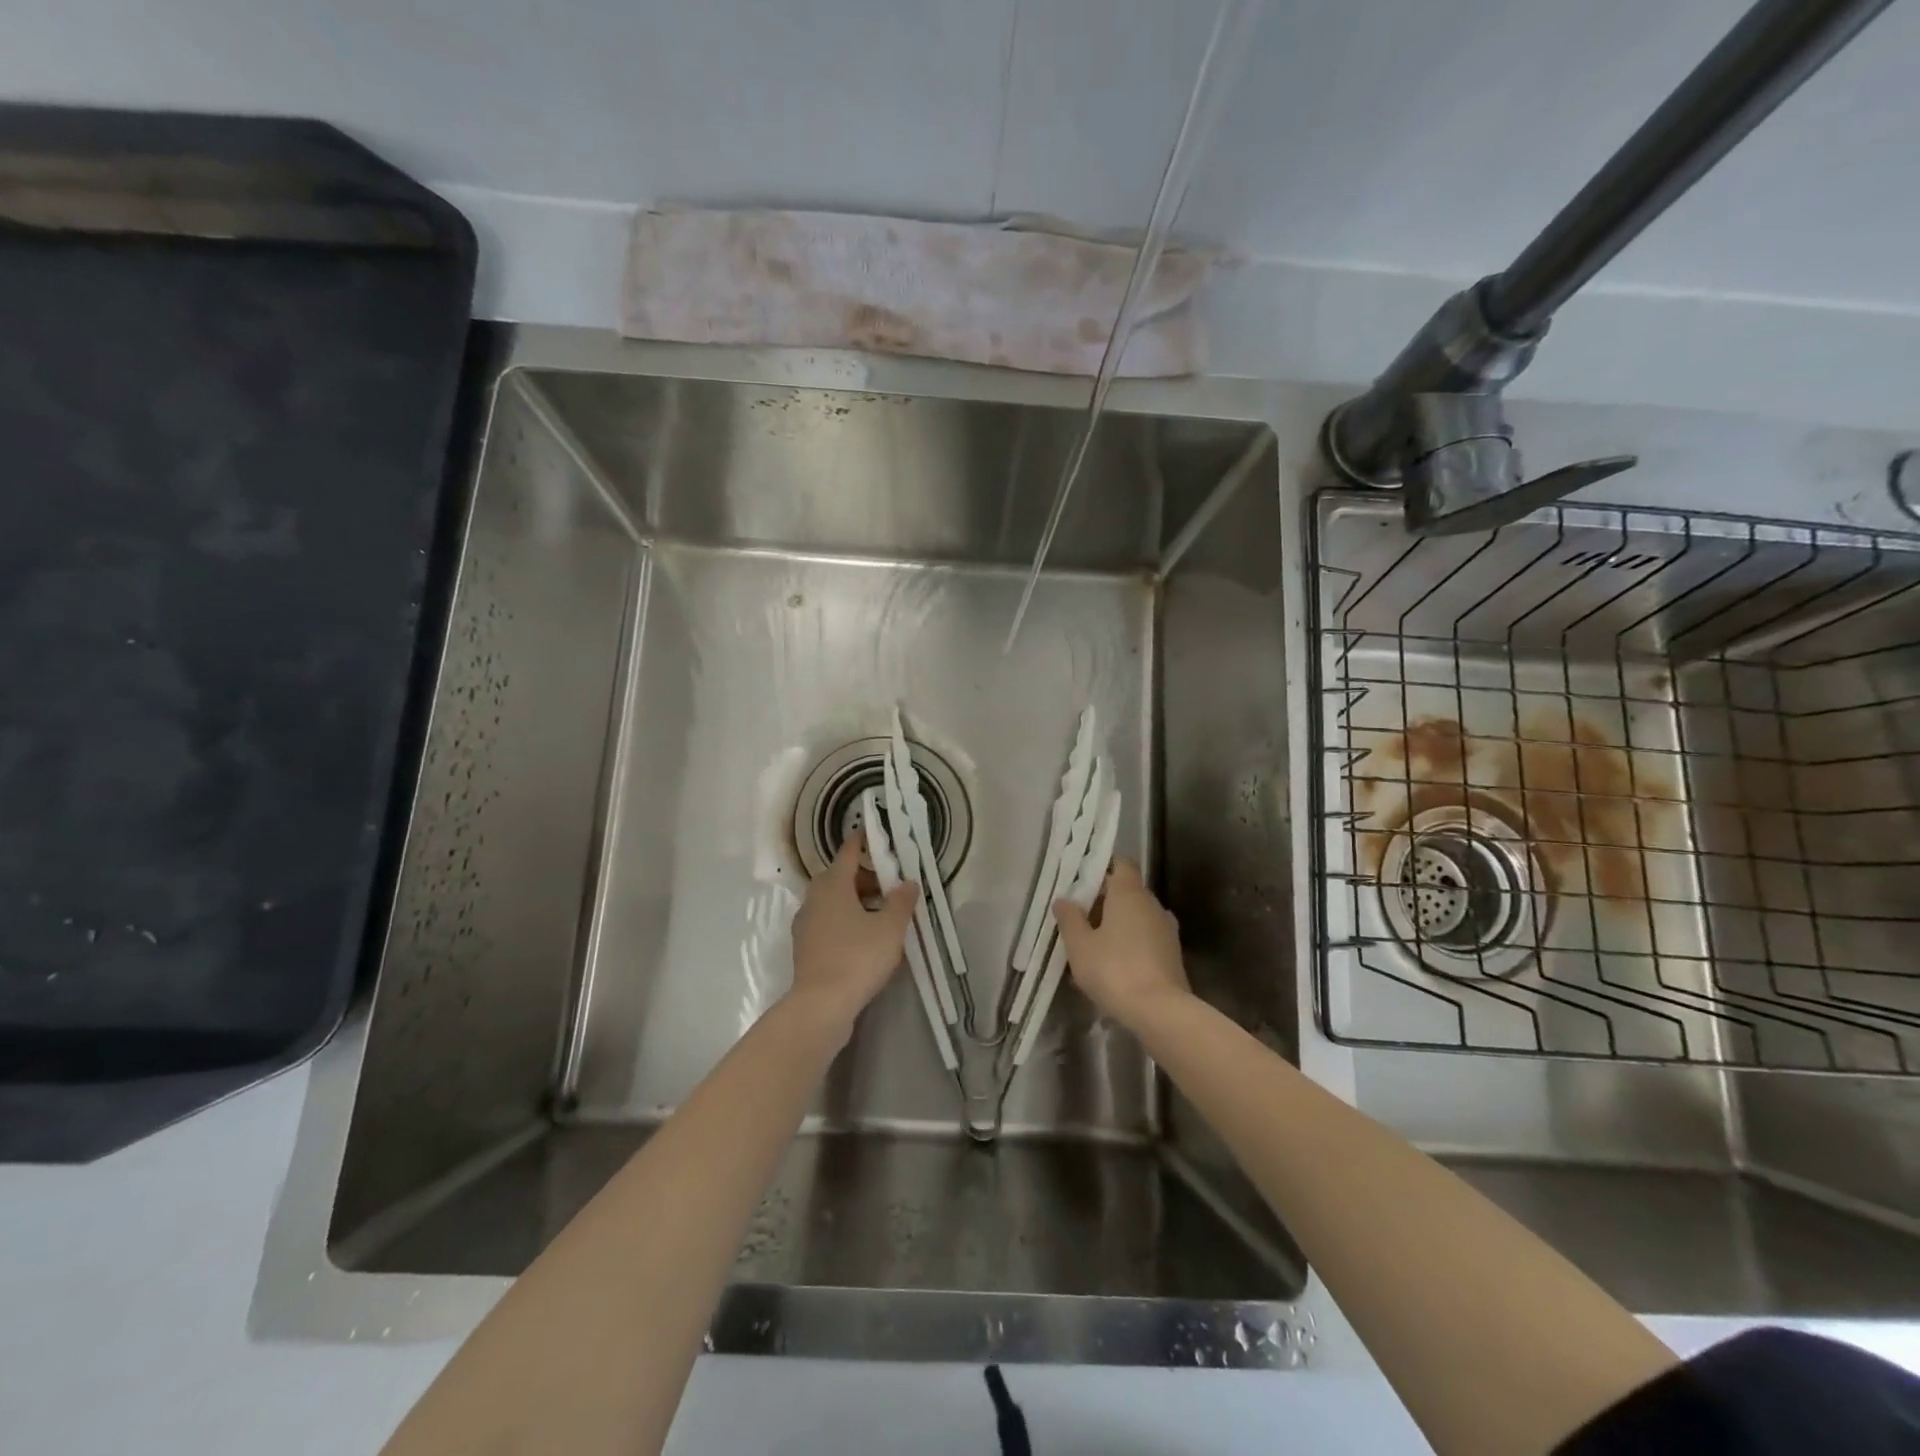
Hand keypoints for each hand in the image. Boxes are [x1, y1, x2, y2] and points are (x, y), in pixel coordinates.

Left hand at [788, 832, 918, 1034]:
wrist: (821, 1005)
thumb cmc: (858, 957)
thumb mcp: (890, 928)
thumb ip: (901, 901)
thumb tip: (908, 882)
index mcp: (833, 885)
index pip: (848, 852)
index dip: (862, 841)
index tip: (875, 834)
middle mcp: (814, 899)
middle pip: (839, 877)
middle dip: (864, 876)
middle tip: (889, 882)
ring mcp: (806, 924)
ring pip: (832, 901)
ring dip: (855, 900)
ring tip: (882, 912)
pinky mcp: (805, 947)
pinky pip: (828, 922)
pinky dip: (845, 920)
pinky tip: (864, 936)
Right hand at [1053, 859, 1190, 1028]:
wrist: (1161, 1012)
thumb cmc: (1114, 970)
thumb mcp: (1080, 946)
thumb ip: (1070, 919)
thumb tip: (1063, 899)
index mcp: (1129, 894)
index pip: (1122, 864)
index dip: (1104, 867)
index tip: (1083, 879)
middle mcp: (1152, 904)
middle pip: (1128, 891)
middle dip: (1105, 899)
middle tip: (1080, 916)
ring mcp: (1166, 929)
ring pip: (1138, 916)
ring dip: (1118, 924)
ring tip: (1094, 944)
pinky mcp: (1172, 954)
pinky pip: (1147, 938)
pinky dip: (1131, 943)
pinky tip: (1113, 965)